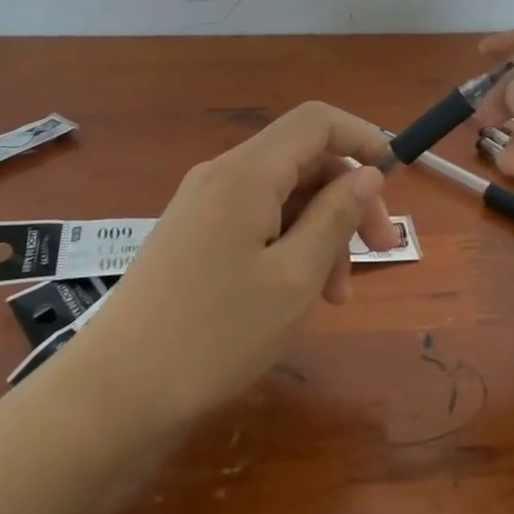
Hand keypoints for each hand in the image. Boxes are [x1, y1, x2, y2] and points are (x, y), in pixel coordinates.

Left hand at [80, 102, 398, 428]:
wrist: (117, 392)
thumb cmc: (216, 333)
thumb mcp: (295, 276)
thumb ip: (336, 215)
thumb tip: (367, 172)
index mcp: (247, 173)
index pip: (316, 122)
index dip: (362, 138)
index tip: (396, 179)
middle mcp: (222, 175)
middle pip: (303, 161)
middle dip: (348, 199)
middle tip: (380, 252)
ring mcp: (202, 206)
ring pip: (282, 196)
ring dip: (321, 232)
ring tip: (337, 295)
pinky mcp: (193, 236)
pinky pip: (256, 221)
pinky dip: (289, 245)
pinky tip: (299, 293)